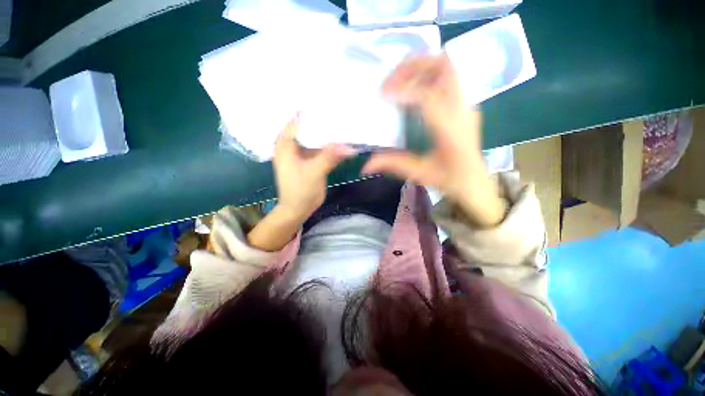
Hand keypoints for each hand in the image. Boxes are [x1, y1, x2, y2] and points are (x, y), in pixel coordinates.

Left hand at [273, 115, 355, 222]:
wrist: (299, 209)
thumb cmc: (299, 191)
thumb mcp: (313, 172)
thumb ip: (329, 157)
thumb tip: (348, 146)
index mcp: (286, 144)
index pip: (297, 120)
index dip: (311, 111)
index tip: (329, 101)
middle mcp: (294, 145)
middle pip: (309, 128)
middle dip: (324, 121)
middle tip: (342, 109)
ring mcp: (305, 153)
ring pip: (318, 139)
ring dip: (330, 134)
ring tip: (346, 122)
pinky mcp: (313, 161)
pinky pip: (323, 149)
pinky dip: (333, 146)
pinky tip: (345, 140)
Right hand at [362, 54, 505, 226]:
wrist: (475, 181)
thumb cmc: (449, 180)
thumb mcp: (419, 174)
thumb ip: (392, 164)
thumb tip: (365, 166)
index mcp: (450, 131)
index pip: (429, 97)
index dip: (404, 90)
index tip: (384, 94)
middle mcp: (462, 111)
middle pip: (444, 67)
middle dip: (413, 66)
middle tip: (391, 80)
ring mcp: (466, 104)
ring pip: (448, 67)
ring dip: (421, 67)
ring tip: (399, 81)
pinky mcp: (465, 104)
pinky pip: (448, 77)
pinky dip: (428, 75)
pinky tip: (413, 89)